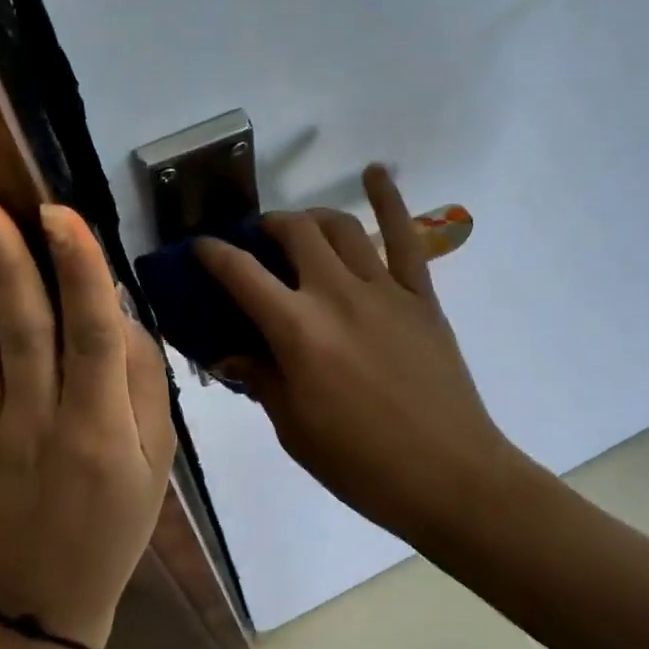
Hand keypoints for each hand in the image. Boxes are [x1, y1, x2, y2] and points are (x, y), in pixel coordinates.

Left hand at [0, 199, 175, 648]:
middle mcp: (40, 422)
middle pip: (23, 334)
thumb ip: (142, 381)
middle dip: (3, 267)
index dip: (80, 273)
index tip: (59, 212)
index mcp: (100, 422)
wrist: (50, 598)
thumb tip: (114, 306)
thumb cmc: (117, 516)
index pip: (92, 335)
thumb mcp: (156, 454)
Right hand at [194, 166, 525, 534]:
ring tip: (301, 227)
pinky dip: (388, 199)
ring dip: (312, 217)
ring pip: (340, 227)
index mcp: (297, 331)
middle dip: (266, 228)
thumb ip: (260, 379)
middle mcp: (335, 294)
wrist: (448, 475)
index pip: (240, 274)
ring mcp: (383, 289)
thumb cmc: (361, 464)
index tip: (199, 247)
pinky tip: (375, 173)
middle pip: (293, 233)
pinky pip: (404, 237)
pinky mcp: (420, 295)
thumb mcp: (294, 428)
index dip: (212, 253)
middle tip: (258, 243)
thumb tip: (229, 354)